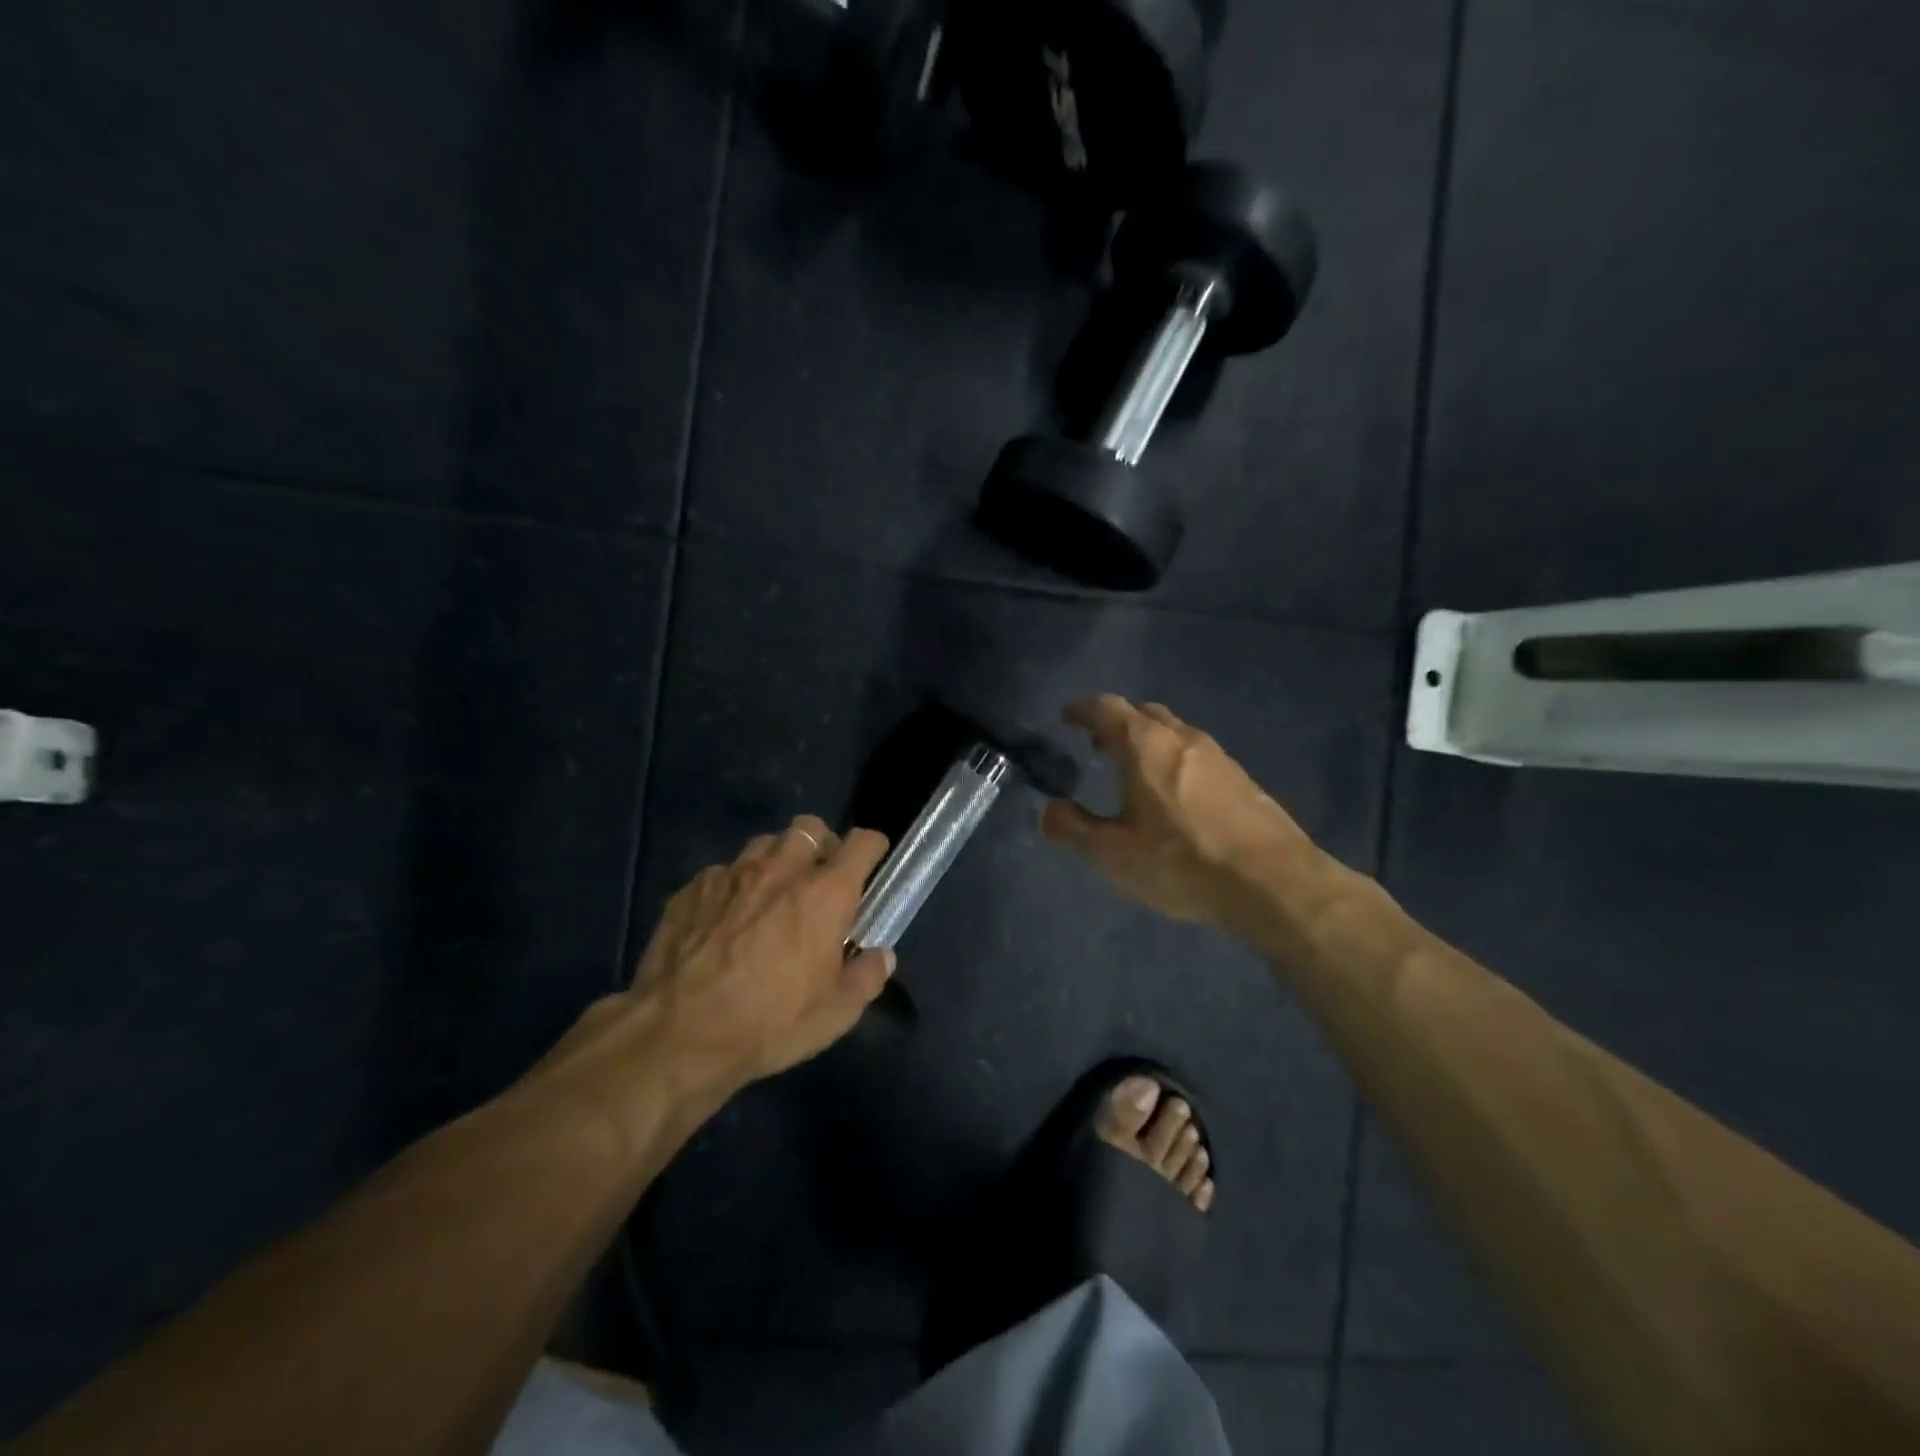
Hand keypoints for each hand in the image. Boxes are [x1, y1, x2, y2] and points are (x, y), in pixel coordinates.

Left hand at [625, 816, 893, 1094]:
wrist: (676, 1034)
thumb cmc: (768, 1022)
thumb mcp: (835, 1014)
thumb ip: (867, 977)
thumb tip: (881, 956)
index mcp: (825, 892)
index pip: (863, 842)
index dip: (872, 848)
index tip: (872, 867)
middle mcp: (781, 869)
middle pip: (810, 828)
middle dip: (821, 846)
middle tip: (819, 882)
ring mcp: (732, 874)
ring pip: (764, 844)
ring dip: (777, 861)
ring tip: (771, 897)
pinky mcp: (692, 888)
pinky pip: (723, 873)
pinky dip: (734, 888)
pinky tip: (725, 922)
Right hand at [1041, 695, 1318, 932]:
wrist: (1273, 883)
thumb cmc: (1181, 863)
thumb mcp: (1113, 854)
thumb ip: (1074, 829)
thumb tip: (1049, 811)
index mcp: (1145, 745)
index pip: (1107, 708)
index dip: (1082, 709)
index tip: (1067, 716)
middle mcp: (1183, 738)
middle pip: (1144, 714)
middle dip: (1116, 724)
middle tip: (1097, 746)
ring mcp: (1218, 756)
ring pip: (1174, 733)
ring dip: (1148, 742)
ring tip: (1133, 772)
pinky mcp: (1242, 778)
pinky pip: (1197, 755)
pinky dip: (1174, 761)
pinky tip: (1174, 797)